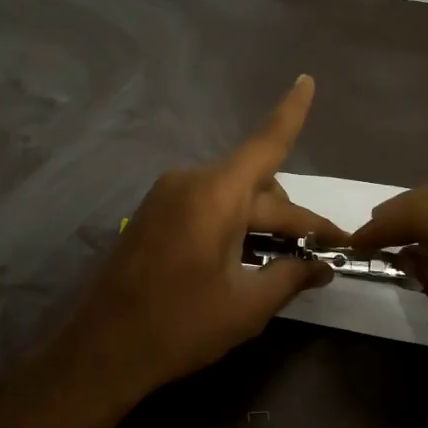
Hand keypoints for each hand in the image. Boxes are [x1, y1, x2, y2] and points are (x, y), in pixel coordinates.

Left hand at [57, 76, 341, 399]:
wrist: (103, 348)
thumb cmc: (181, 325)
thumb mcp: (248, 305)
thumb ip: (291, 276)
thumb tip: (323, 266)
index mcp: (216, 194)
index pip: (266, 143)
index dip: (291, 113)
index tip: (306, 79)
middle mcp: (190, 181)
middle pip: (258, 186)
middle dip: (293, 218)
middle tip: (324, 254)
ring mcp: (166, 196)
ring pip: (232, 196)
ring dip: (262, 221)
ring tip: (287, 259)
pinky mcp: (153, 214)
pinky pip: (206, 206)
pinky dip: (233, 223)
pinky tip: (245, 256)